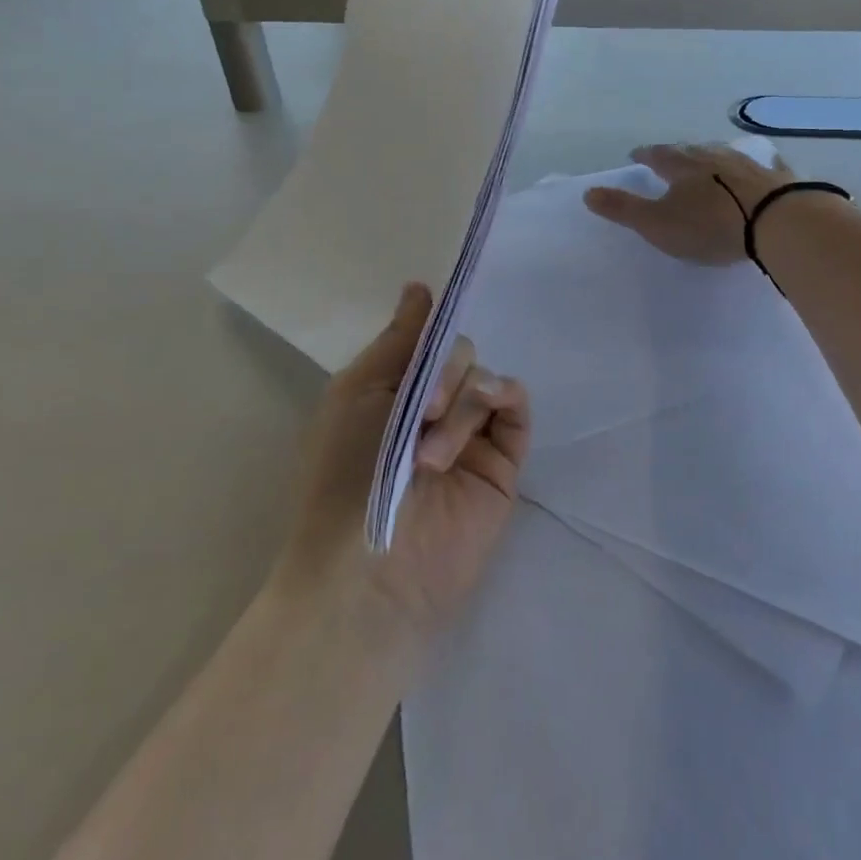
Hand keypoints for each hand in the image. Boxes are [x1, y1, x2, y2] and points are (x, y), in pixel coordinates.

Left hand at [280, 283, 530, 635]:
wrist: (370, 570)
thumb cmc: (344, 475)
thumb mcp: (358, 393)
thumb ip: (398, 340)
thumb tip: (419, 288)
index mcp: (391, 393)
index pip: (424, 341)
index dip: (432, 324)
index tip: (437, 302)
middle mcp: (432, 408)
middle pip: (459, 353)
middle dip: (443, 371)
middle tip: (423, 411)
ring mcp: (469, 434)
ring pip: (484, 377)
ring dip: (460, 402)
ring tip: (433, 455)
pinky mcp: (503, 460)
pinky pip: (516, 405)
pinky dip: (503, 395)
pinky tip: (486, 407)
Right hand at [583, 142, 794, 264]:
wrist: (775, 223)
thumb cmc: (710, 226)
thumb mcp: (657, 223)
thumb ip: (623, 209)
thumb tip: (588, 192)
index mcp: (682, 166)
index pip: (657, 155)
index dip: (645, 155)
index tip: (636, 155)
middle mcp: (714, 157)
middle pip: (691, 150)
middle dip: (678, 153)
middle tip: (671, 156)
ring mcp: (749, 164)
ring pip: (726, 154)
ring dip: (714, 156)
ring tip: (709, 159)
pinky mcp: (777, 178)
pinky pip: (766, 166)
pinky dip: (759, 166)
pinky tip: (765, 164)